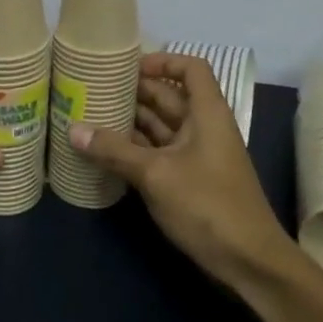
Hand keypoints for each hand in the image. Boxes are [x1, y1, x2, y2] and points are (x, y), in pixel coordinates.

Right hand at [70, 52, 293, 289]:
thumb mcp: (156, 174)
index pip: (191, 68)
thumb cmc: (208, 205)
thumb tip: (73, 129)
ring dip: (131, 122)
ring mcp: (197, 155)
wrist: (249, 261)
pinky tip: (106, 152)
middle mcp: (204, 128)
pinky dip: (135, 149)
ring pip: (161, 126)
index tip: (127, 68)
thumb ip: (114, 151)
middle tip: (94, 90)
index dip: (162, 60)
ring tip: (91, 116)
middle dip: (135, 92)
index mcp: (207, 113)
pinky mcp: (190, 180)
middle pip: (169, 96)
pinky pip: (159, 153)